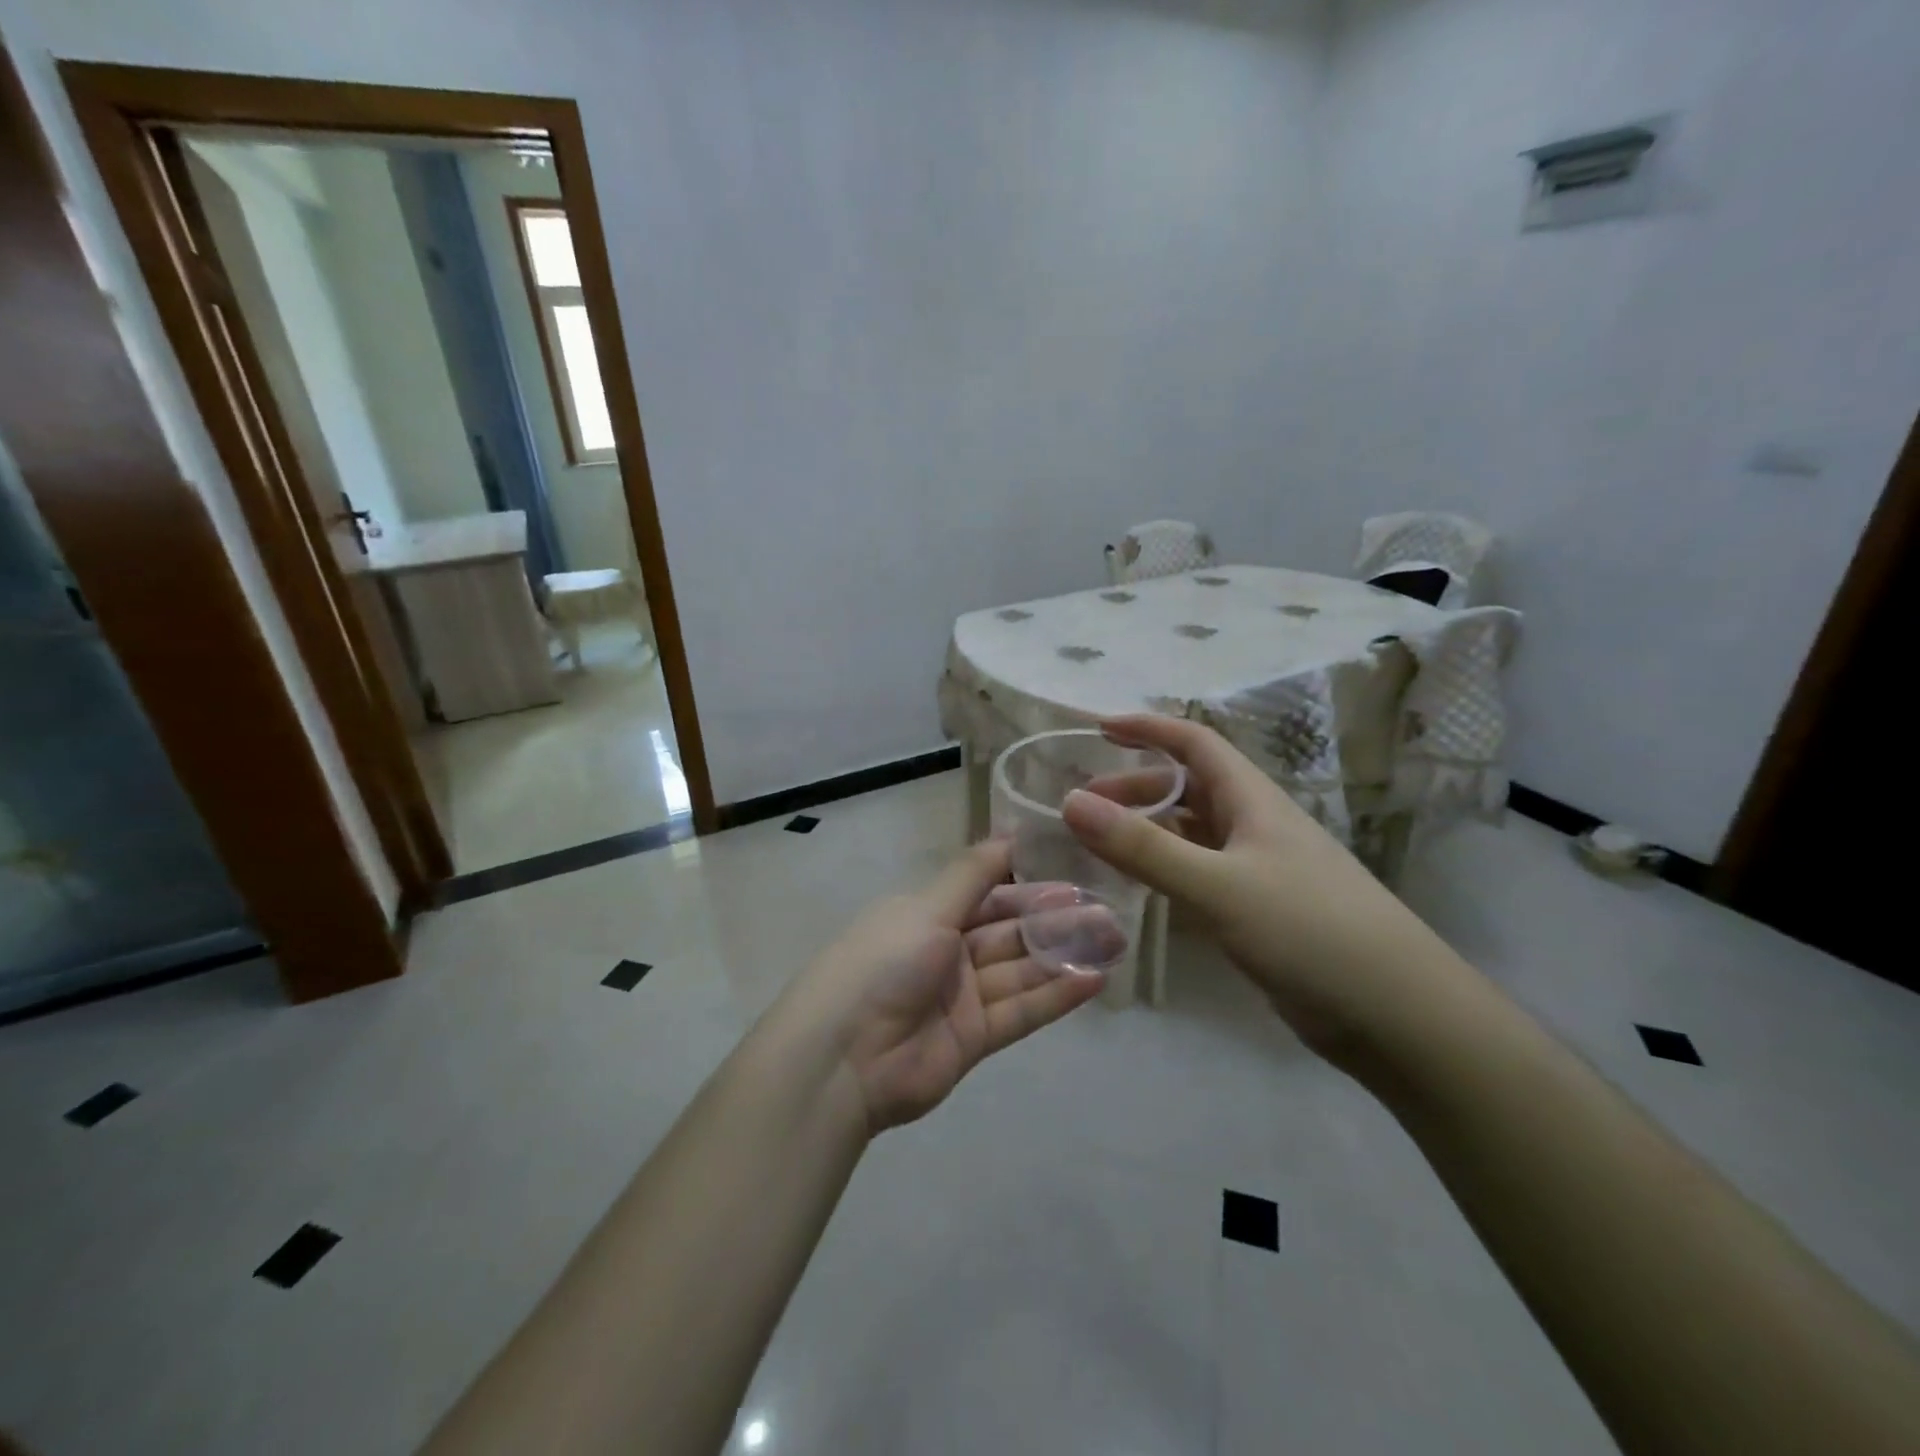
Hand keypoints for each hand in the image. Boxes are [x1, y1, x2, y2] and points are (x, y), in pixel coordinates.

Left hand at [788, 840, 1108, 1133]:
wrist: (842, 1058)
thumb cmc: (883, 963)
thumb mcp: (927, 907)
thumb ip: (973, 873)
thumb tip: (1009, 831)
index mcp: (927, 914)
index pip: (988, 894)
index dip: (1029, 886)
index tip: (1075, 878)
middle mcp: (946, 951)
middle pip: (1010, 931)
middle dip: (1056, 920)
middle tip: (1108, 911)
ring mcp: (960, 997)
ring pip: (1021, 969)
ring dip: (1065, 955)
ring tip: (1115, 941)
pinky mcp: (973, 1039)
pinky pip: (1021, 1011)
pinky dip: (1056, 996)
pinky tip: (1094, 980)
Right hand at [1062, 715, 1466, 1056]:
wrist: (1397, 1014)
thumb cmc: (1309, 931)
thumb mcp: (1218, 885)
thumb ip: (1144, 847)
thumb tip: (1071, 802)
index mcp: (1252, 800)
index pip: (1195, 743)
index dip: (1149, 729)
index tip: (1099, 729)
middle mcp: (1255, 826)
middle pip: (1188, 788)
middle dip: (1134, 788)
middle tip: (1082, 806)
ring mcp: (1259, 870)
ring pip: (1192, 834)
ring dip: (1147, 831)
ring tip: (1099, 846)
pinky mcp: (1259, 911)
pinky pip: (1200, 875)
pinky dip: (1166, 872)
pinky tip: (1140, 890)